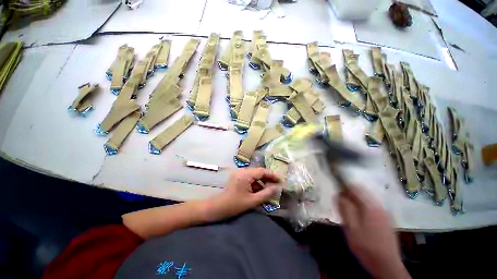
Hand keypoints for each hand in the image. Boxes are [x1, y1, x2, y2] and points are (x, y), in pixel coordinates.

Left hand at [205, 168, 279, 220]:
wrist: (217, 207)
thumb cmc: (234, 205)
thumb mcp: (252, 201)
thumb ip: (266, 194)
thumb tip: (277, 188)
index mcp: (245, 175)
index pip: (262, 171)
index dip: (272, 175)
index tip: (280, 180)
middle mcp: (242, 171)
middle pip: (258, 172)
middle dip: (267, 178)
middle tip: (276, 185)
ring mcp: (239, 173)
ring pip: (254, 174)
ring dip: (261, 181)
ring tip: (268, 189)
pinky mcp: (237, 177)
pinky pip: (249, 177)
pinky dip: (255, 183)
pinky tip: (258, 190)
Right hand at [338, 186, 410, 278]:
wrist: (386, 264)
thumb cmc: (366, 246)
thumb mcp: (351, 227)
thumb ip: (345, 208)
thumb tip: (339, 194)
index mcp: (370, 206)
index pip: (355, 187)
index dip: (344, 185)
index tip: (335, 189)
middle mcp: (379, 206)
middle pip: (361, 192)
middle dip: (349, 194)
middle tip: (340, 203)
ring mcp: (384, 213)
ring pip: (366, 200)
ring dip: (355, 201)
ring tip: (347, 212)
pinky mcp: (386, 220)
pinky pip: (371, 207)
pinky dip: (361, 208)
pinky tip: (358, 218)